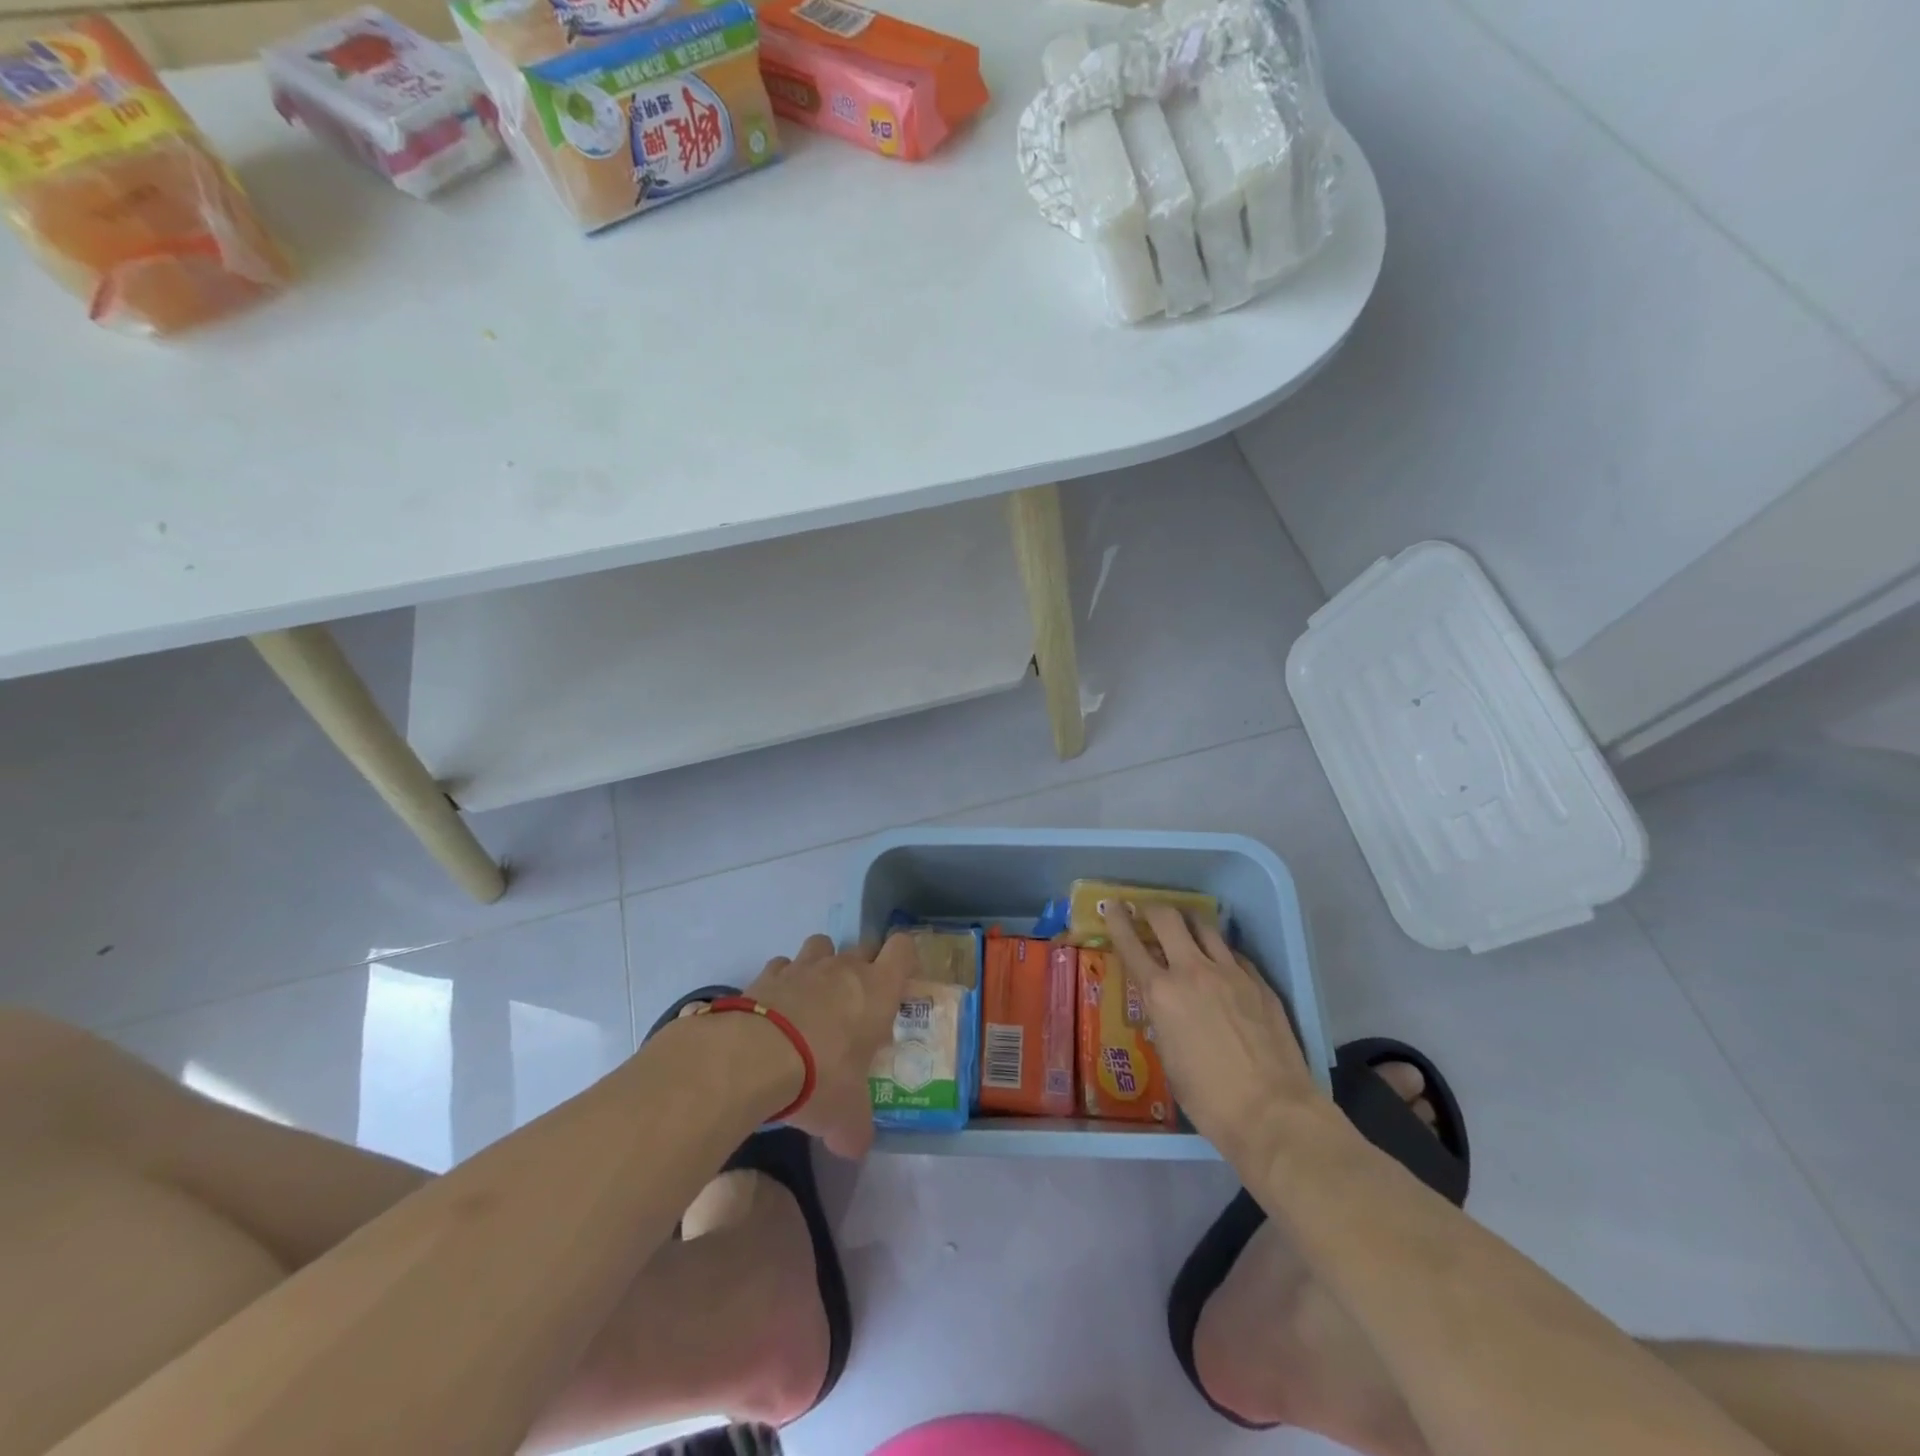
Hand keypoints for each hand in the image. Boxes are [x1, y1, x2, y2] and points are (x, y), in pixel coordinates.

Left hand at [743, 932, 913, 1159]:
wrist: (754, 1056)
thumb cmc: (820, 1077)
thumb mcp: (846, 1117)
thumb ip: (855, 1129)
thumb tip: (853, 1147)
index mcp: (878, 990)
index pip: (902, 949)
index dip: (903, 960)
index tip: (898, 983)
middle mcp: (845, 967)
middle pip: (863, 945)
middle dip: (863, 966)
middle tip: (856, 1004)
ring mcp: (804, 965)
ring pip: (822, 945)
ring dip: (822, 965)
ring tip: (813, 1000)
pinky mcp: (768, 973)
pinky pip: (782, 966)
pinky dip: (782, 981)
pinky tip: (776, 1010)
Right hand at [1102, 904, 1318, 1162]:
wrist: (1274, 1112)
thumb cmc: (1209, 1099)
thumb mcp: (1168, 1058)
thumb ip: (1162, 1020)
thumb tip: (1165, 1008)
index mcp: (1161, 993)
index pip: (1130, 944)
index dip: (1117, 920)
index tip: (1111, 905)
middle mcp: (1193, 972)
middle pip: (1169, 918)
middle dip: (1153, 910)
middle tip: (1148, 912)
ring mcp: (1231, 973)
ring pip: (1205, 927)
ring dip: (1190, 924)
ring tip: (1186, 930)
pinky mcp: (1260, 983)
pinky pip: (1234, 955)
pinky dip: (1221, 954)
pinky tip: (1223, 967)